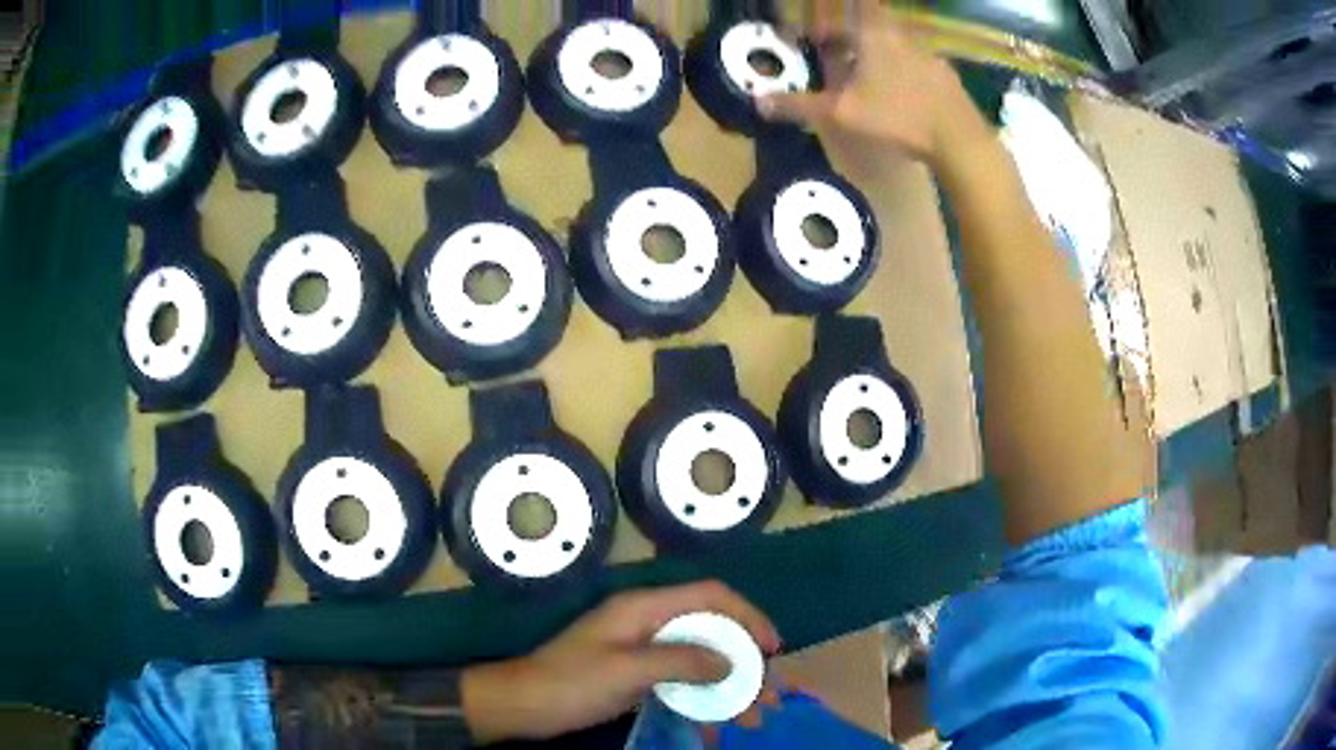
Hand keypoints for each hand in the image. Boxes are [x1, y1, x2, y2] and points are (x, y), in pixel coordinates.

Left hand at [461, 581, 780, 743]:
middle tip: (768, 693)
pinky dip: (703, 699)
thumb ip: (681, 660)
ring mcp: (642, 648)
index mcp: (643, 608)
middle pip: (711, 629)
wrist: (523, 704)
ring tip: (752, 716)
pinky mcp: (636, 673)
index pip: (710, 596)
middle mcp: (647, 622)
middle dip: (744, 660)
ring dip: (729, 686)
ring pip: (700, 658)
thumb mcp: (627, 671)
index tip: (772, 649)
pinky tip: (715, 724)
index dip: (747, 615)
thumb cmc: (571, 683)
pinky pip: (682, 679)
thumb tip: (731, 661)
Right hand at [757, 2, 990, 166]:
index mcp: (874, 33)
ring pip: (894, 41)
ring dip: (874, 50)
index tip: (816, 34)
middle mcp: (901, 34)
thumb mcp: (842, 113)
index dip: (829, 14)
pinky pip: (915, 60)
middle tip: (835, 51)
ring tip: (863, 76)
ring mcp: (927, 53)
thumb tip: (759, 101)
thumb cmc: (898, 117)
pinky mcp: (945, 74)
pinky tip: (899, 93)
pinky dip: (900, 67)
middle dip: (849, 33)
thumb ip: (800, 105)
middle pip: (871, 20)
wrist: (960, 141)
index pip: (851, 5)